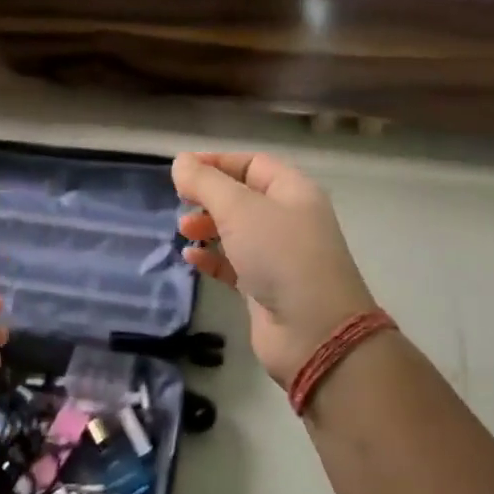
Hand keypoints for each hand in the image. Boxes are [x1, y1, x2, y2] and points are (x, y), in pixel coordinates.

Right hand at [174, 152, 376, 387]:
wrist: (313, 331)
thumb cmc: (280, 256)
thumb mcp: (239, 209)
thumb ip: (206, 183)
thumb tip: (181, 161)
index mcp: (293, 191)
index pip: (252, 164)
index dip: (217, 162)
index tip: (182, 170)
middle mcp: (288, 219)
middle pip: (243, 197)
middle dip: (210, 197)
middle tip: (181, 202)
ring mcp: (278, 255)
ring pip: (237, 231)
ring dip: (208, 227)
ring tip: (184, 230)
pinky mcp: (265, 287)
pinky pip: (233, 265)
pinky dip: (212, 259)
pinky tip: (191, 258)